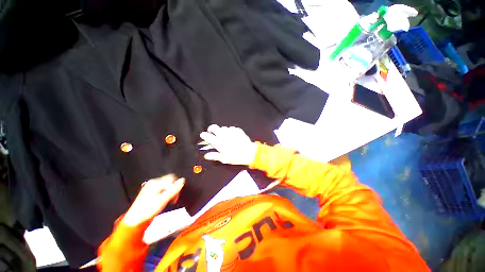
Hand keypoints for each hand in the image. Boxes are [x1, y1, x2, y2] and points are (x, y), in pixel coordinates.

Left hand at [122, 174, 184, 225]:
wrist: (135, 220)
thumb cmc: (149, 210)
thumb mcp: (163, 200)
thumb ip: (174, 189)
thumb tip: (183, 180)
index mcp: (155, 183)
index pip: (172, 178)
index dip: (176, 186)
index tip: (175, 196)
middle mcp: (153, 182)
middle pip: (169, 180)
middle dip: (173, 189)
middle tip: (173, 199)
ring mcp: (151, 187)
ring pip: (167, 185)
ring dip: (170, 192)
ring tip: (168, 200)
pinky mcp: (151, 192)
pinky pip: (163, 188)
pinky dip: (166, 193)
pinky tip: (164, 200)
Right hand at [200, 124, 256, 165]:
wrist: (248, 152)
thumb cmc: (235, 157)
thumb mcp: (223, 158)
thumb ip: (214, 156)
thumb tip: (207, 155)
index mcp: (218, 142)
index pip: (207, 136)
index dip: (204, 135)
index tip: (203, 135)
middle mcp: (223, 135)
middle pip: (213, 127)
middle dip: (211, 129)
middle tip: (212, 132)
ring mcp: (230, 131)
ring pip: (223, 128)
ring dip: (221, 131)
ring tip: (224, 136)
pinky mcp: (237, 130)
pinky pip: (231, 128)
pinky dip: (230, 131)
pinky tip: (233, 136)